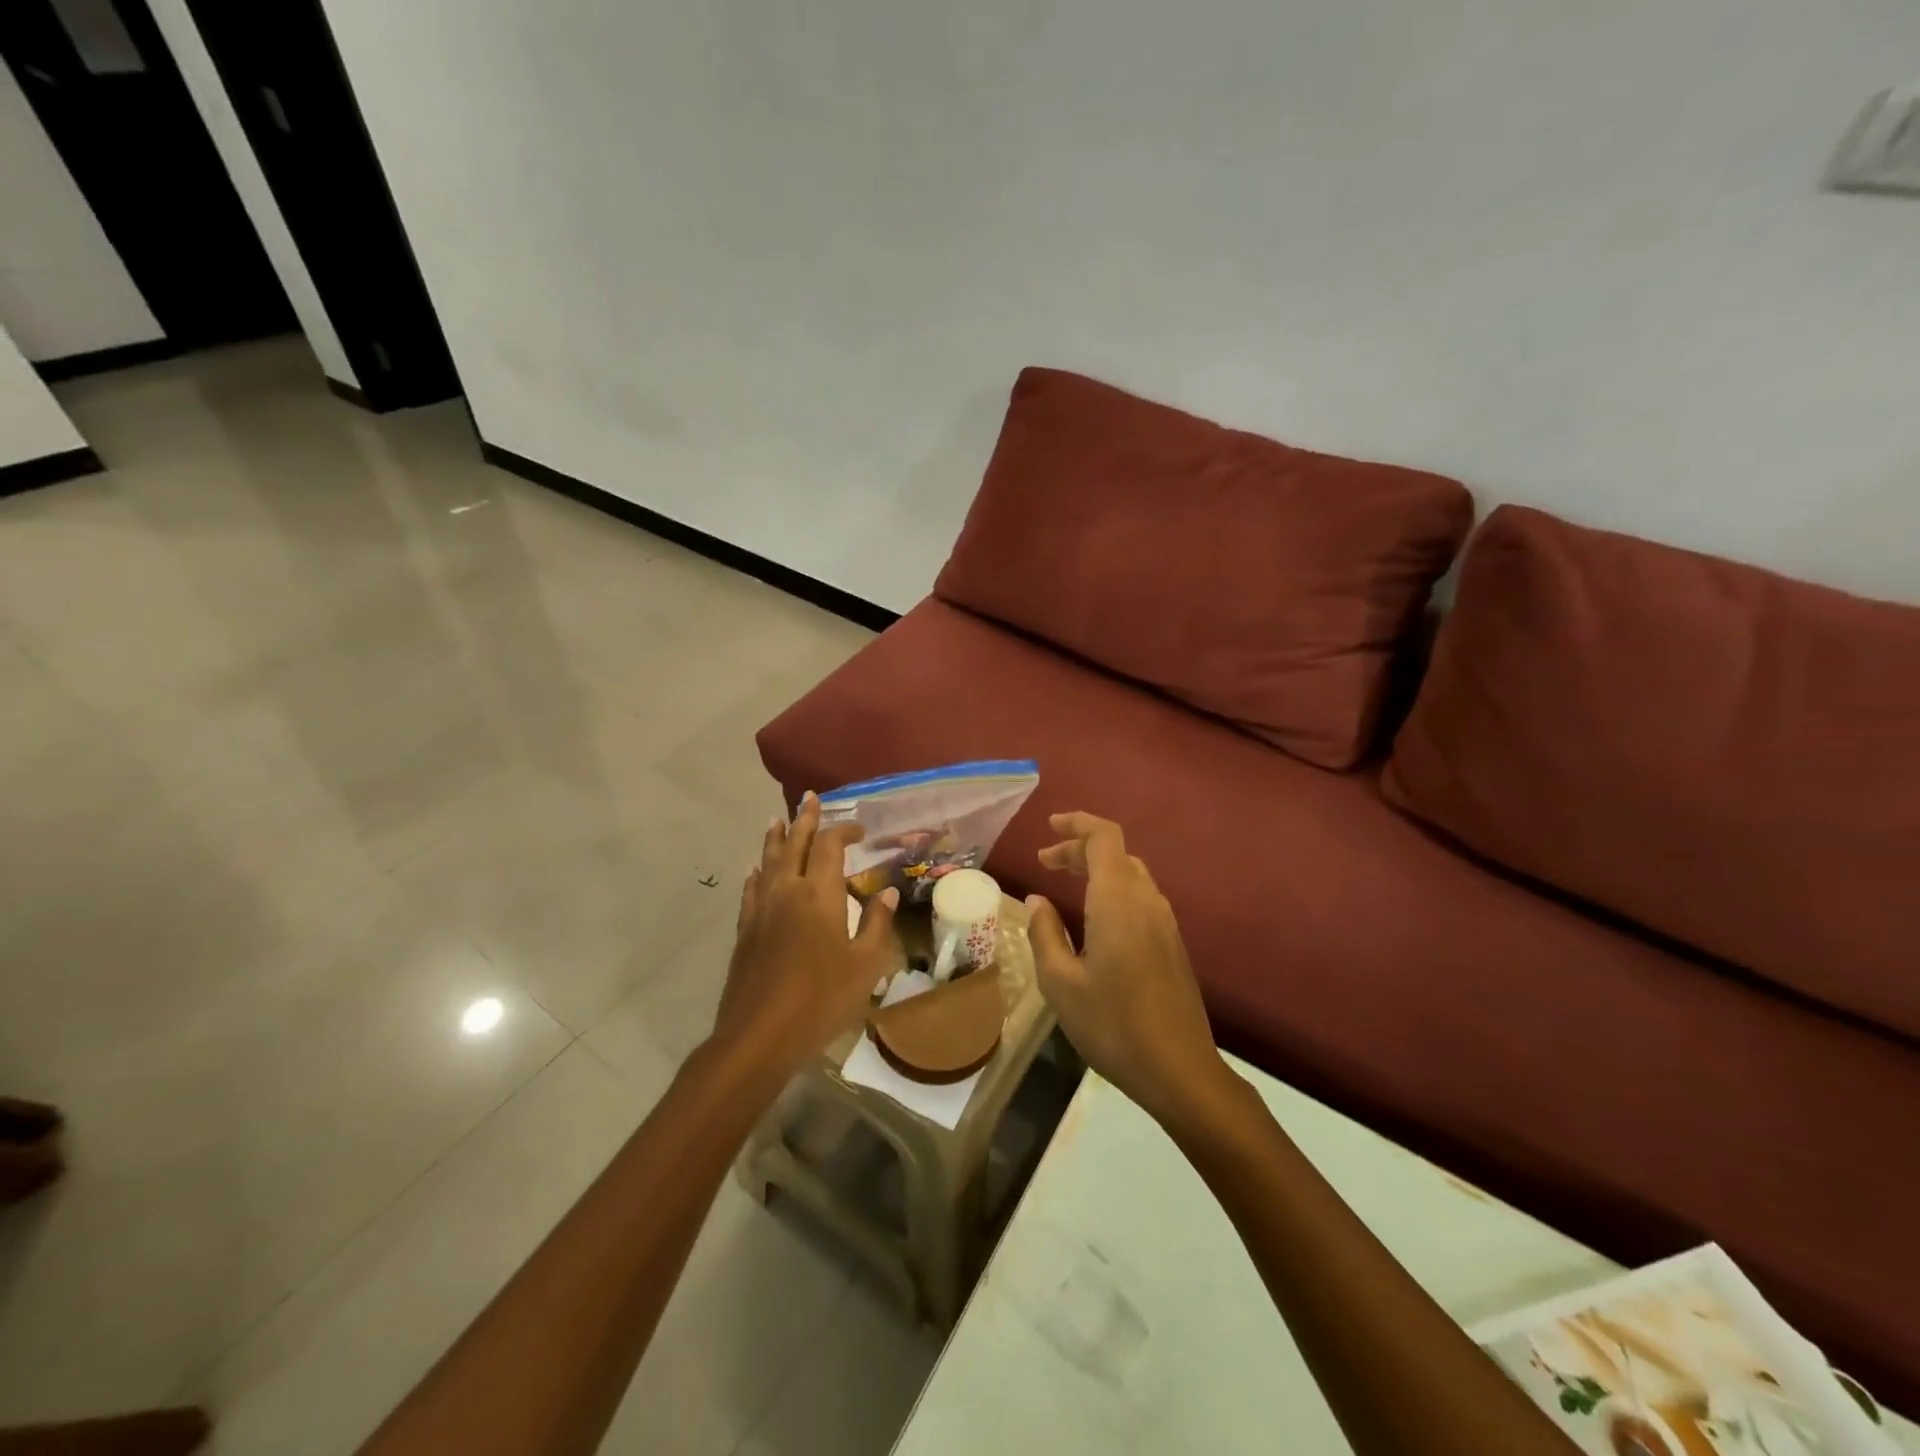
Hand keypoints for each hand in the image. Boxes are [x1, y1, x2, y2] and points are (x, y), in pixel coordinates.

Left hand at [711, 793, 899, 1080]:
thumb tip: (890, 892)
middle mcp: (788, 892)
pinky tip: (755, 870)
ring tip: (777, 820)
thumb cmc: (821, 1000)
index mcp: (820, 895)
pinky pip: (751, 889)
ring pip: (768, 862)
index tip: (860, 828)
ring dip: (775, 838)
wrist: (758, 1036)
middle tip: (809, 798)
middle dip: (804, 820)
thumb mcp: (865, 966)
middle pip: (795, 845)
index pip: (831, 847)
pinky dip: (756, 873)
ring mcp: (761, 910)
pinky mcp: (745, 930)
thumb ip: (877, 924)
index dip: (844, 831)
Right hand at [1026, 813, 1225, 1125]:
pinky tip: (1094, 917)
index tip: (1049, 827)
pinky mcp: (1172, 944)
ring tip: (1064, 884)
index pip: (1104, 837)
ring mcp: (1164, 922)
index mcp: (1118, 901)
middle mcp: (1146, 901)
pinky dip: (1113, 889)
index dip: (1077, 824)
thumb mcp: (1060, 982)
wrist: (1180, 1071)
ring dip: (1097, 869)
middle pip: (1116, 853)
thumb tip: (1036, 900)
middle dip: (1079, 848)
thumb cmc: (1112, 1025)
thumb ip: (1044, 933)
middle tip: (1044, 863)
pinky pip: (1140, 897)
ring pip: (1130, 874)